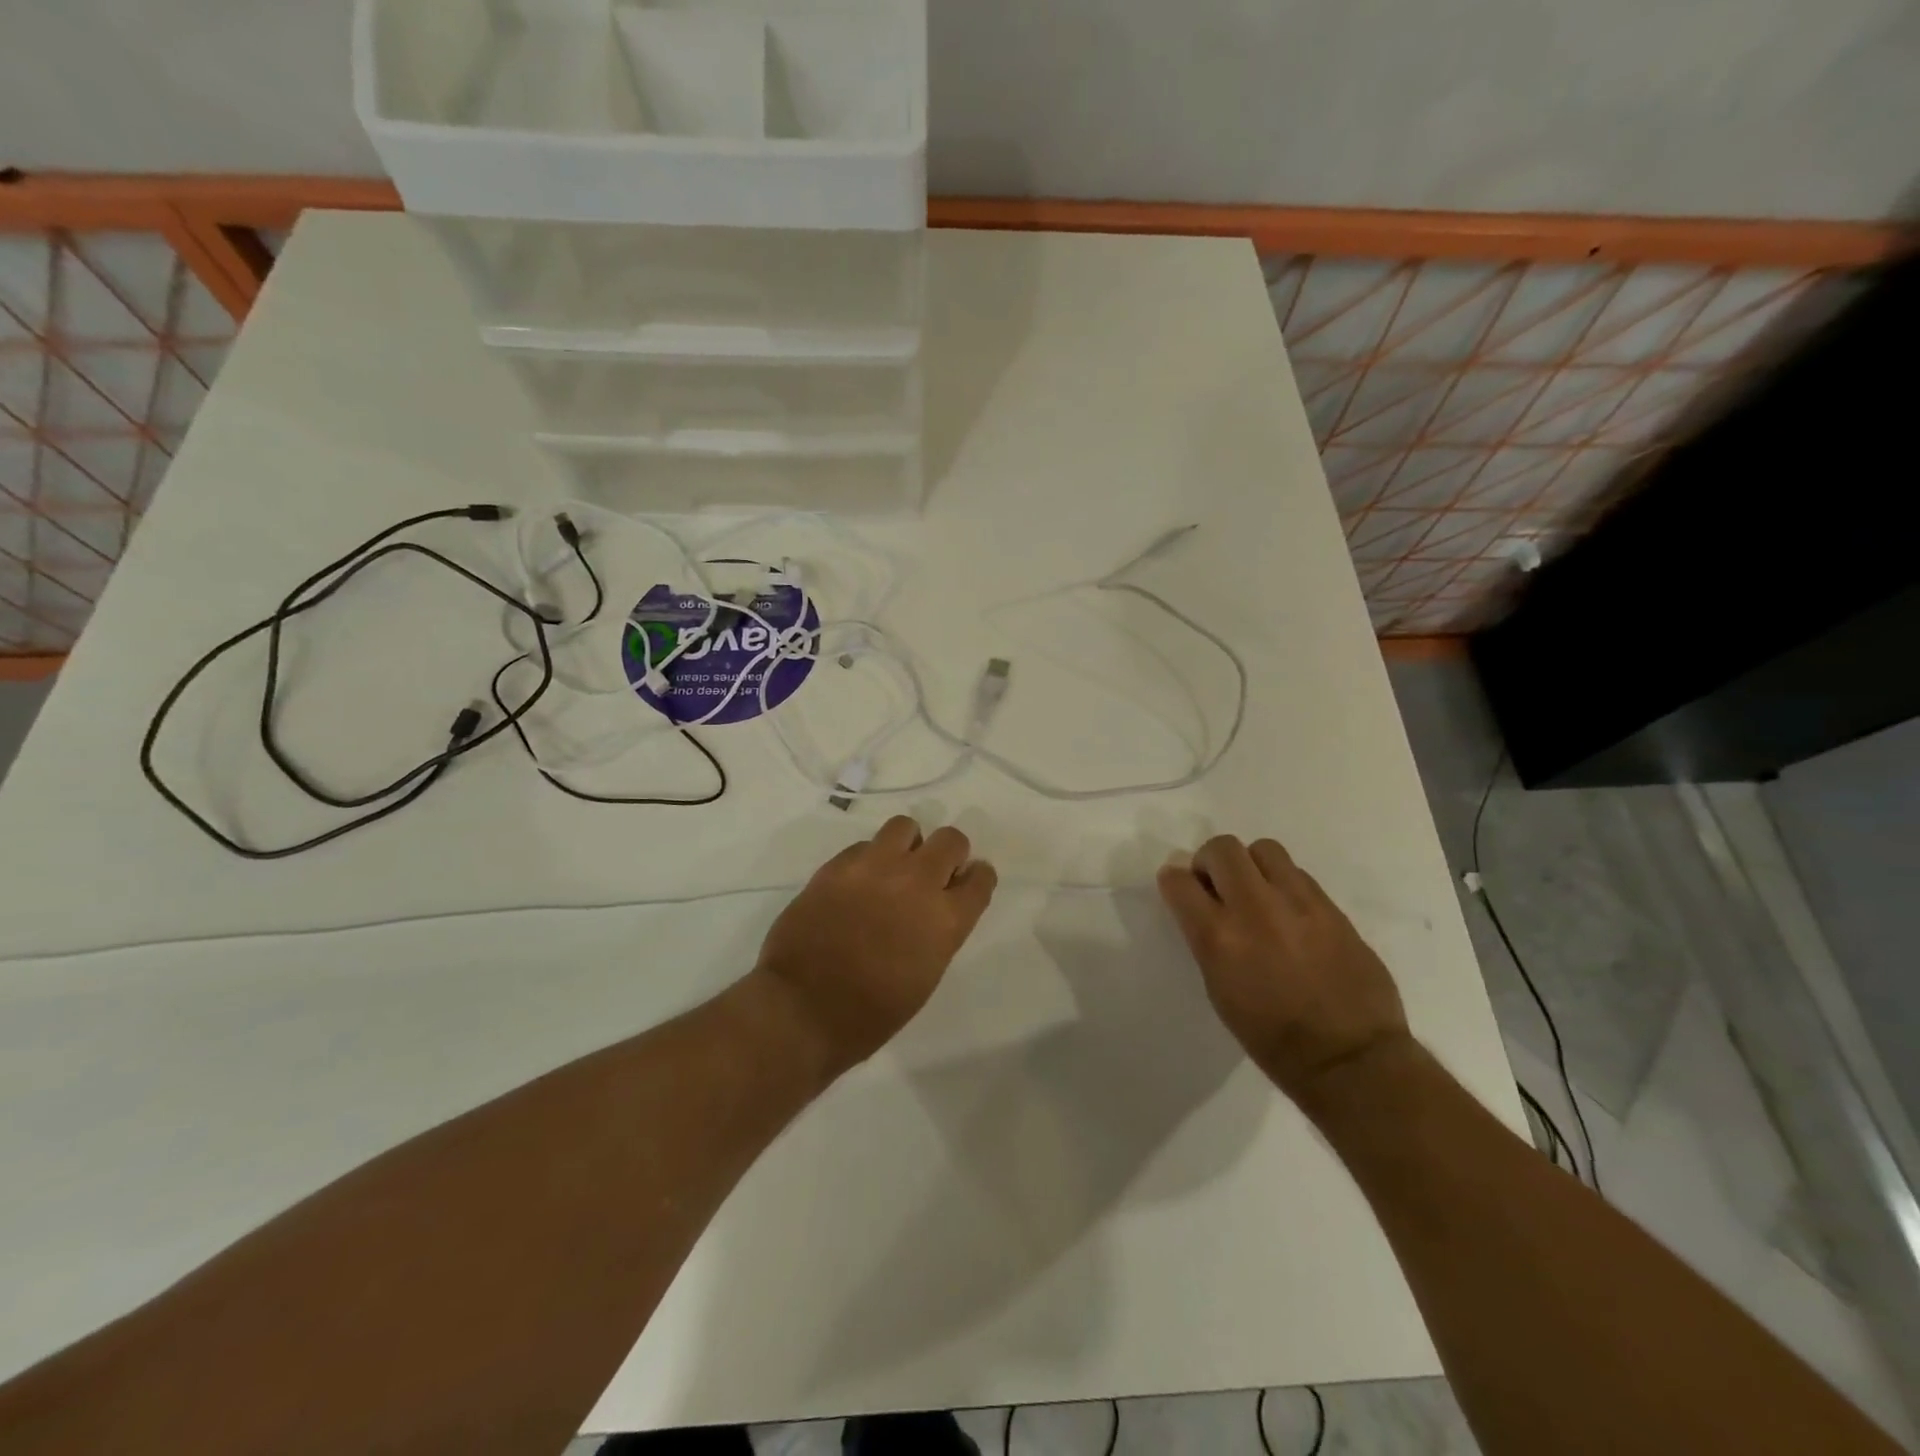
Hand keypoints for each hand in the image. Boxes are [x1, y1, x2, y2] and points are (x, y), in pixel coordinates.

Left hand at [752, 816, 997, 1077]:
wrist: (802, 1008)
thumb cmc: (870, 1013)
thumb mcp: (924, 977)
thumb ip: (938, 932)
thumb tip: (934, 909)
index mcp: (946, 919)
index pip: (981, 877)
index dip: (976, 878)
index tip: (966, 883)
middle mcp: (917, 882)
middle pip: (951, 840)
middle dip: (949, 853)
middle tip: (933, 873)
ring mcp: (875, 867)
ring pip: (905, 826)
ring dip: (908, 844)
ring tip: (894, 868)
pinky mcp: (838, 865)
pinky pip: (864, 845)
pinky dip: (868, 859)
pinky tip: (857, 883)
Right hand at [1157, 834, 1409, 1103]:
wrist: (1350, 1059)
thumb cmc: (1271, 1038)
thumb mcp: (1219, 989)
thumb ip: (1207, 939)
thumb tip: (1203, 906)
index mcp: (1218, 938)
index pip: (1179, 881)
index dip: (1174, 881)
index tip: (1180, 890)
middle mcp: (1255, 909)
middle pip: (1222, 848)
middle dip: (1210, 861)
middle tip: (1217, 886)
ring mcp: (1298, 903)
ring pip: (1264, 849)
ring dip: (1251, 865)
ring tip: (1257, 892)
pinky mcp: (1331, 907)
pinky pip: (1298, 874)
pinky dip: (1283, 883)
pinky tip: (1289, 912)